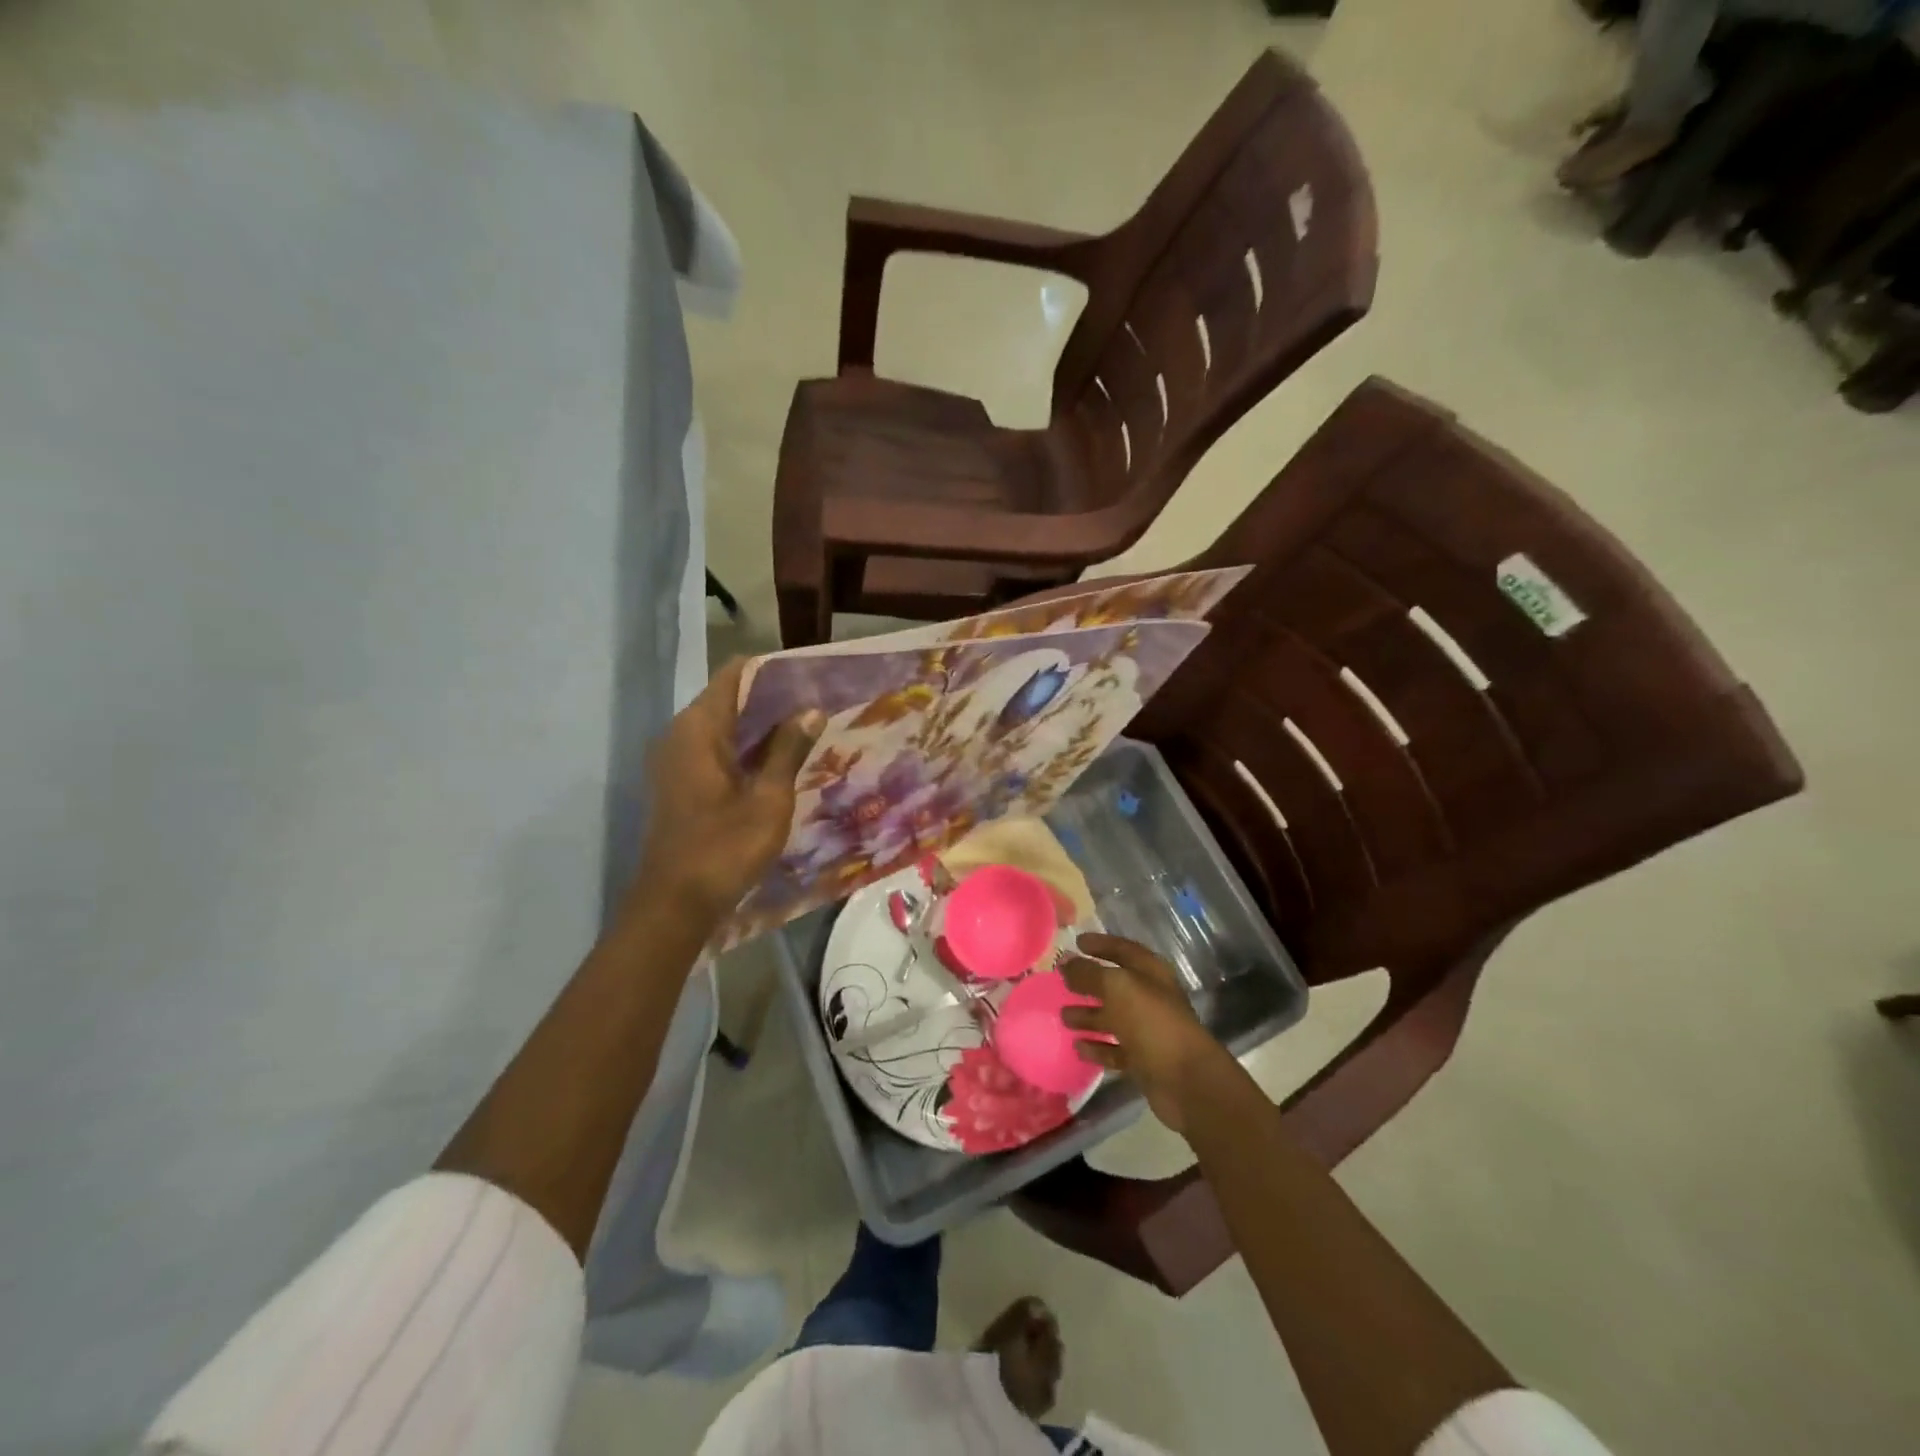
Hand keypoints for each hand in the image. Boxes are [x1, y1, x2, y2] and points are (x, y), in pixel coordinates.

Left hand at [632, 659, 819, 925]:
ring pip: (723, 727)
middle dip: (772, 700)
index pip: (734, 675)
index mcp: (698, 730)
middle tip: (818, 704)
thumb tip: (810, 709)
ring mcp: (675, 761)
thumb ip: (788, 750)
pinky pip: (716, 751)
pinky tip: (780, 762)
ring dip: (761, 727)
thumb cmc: (724, 848)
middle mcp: (680, 735)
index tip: (810, 675)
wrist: (675, 904)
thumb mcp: (768, 798)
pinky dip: (746, 750)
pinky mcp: (679, 783)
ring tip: (808, 729)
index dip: (771, 670)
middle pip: (729, 699)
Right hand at [1061, 934, 1232, 1134]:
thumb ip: (1088, 972)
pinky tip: (1078, 1047)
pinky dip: (1097, 1047)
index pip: (1123, 949)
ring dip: (1088, 1016)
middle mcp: (1150, 997)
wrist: (1186, 1080)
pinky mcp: (1144, 1060)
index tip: (1076, 942)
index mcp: (1150, 973)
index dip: (1100, 944)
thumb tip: (1065, 960)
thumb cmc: (1151, 1022)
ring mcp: (1148, 1030)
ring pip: (1113, 1018)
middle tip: (1061, 982)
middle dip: (1088, 982)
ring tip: (1063, 1017)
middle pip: (1115, 985)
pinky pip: (1115, 1049)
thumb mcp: (1116, 988)